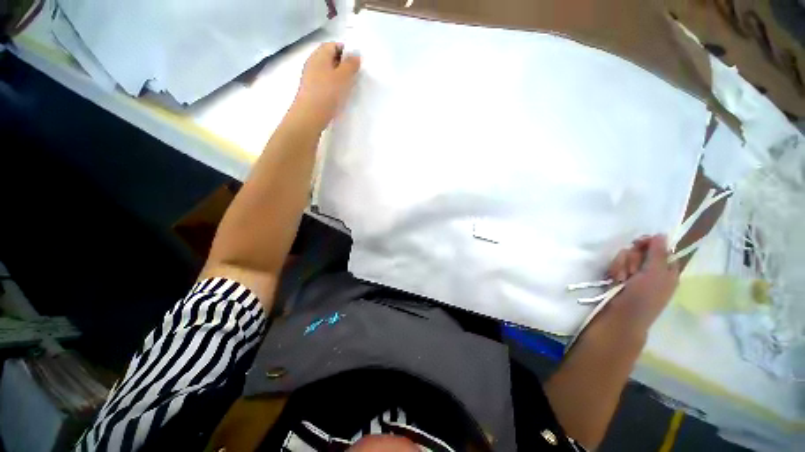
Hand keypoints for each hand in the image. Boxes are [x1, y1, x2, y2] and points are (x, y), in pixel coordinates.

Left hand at [291, 42, 360, 130]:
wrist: (310, 116)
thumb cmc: (328, 93)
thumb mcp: (343, 77)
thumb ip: (351, 65)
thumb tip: (356, 56)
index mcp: (320, 55)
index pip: (333, 45)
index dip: (346, 51)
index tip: (356, 63)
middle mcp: (313, 63)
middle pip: (330, 58)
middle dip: (343, 65)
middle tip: (354, 76)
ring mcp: (310, 77)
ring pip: (327, 72)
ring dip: (338, 77)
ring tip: (348, 88)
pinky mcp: (311, 91)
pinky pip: (324, 83)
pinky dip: (333, 86)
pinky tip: (339, 97)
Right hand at [600, 235, 679, 337]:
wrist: (621, 317)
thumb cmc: (644, 297)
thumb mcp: (656, 274)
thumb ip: (658, 253)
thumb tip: (661, 234)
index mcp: (667, 270)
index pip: (659, 248)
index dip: (649, 244)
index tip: (639, 243)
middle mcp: (651, 270)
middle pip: (640, 251)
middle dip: (633, 258)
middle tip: (632, 271)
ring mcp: (634, 274)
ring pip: (625, 256)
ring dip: (622, 266)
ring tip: (621, 279)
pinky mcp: (619, 277)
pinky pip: (616, 265)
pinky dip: (614, 270)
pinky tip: (614, 280)